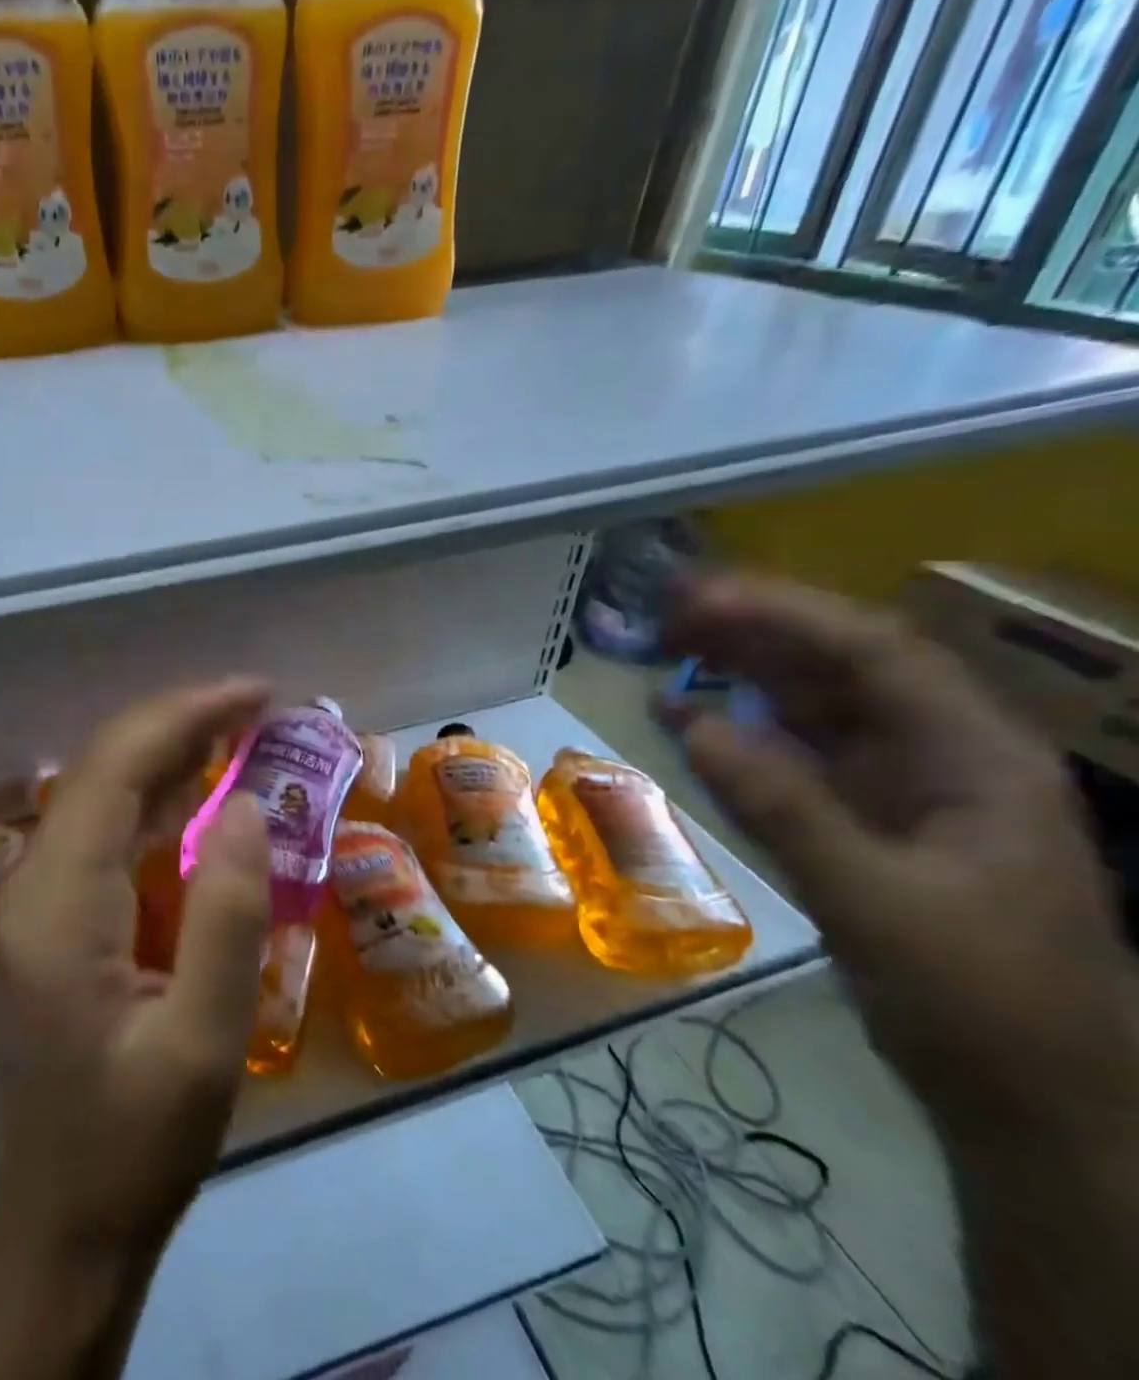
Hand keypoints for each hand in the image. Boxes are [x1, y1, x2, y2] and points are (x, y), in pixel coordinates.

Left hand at [0, 678, 273, 1259]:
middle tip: (259, 705)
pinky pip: (106, 826)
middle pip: (103, 765)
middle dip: (180, 720)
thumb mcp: (203, 1043)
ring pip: (102, 788)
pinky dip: (157, 793)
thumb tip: (245, 806)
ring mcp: (39, 894)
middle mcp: (35, 880)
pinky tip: (202, 789)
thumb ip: (225, 916)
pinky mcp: (55, 912)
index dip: (186, 715)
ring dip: (169, 749)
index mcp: (60, 903)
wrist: (66, 1220)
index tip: (257, 694)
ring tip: (241, 729)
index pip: (116, 768)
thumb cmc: (137, 1142)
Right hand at [661, 574, 1135, 1132]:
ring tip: (667, 642)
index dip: (782, 616)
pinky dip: (736, 729)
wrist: (1033, 1100)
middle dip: (755, 628)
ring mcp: (899, 785)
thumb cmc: (980, 1001)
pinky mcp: (862, 818)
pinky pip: (790, 753)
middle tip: (666, 607)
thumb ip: (784, 808)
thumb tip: (692, 724)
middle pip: (839, 665)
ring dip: (742, 669)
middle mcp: (939, 753)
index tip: (697, 600)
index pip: (872, 654)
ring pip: (812, 703)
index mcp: (974, 756)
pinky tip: (683, 717)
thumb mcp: (878, 903)